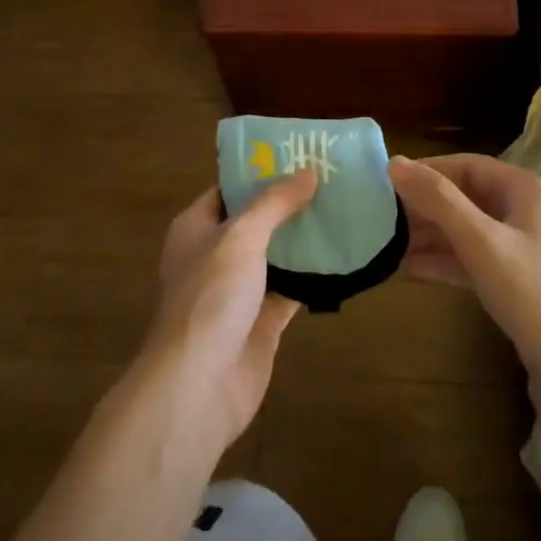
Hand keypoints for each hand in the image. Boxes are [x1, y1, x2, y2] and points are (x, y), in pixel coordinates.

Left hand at [139, 172, 316, 452]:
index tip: (299, 156)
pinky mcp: (261, 323)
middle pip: (255, 221)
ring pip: (275, 256)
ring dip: (303, 240)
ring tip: (344, 210)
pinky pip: (290, 291)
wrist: (199, 384)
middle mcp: (215, 256)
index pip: (229, 189)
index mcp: (196, 228)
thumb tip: (307, 172)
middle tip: (332, 181)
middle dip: (288, 204)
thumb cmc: (211, 296)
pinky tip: (343, 258)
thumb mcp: (241, 236)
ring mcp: (238, 292)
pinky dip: (313, 278)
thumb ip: (274, 203)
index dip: (259, 171)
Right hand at [388, 154, 540, 418]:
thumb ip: (438, 200)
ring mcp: (524, 249)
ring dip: (430, 235)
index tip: (385, 180)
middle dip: (424, 205)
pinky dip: (444, 261)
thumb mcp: (482, 242)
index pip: (466, 165)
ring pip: (468, 230)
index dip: (426, 170)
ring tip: (386, 242)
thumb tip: (395, 162)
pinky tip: (409, 268)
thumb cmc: (535, 294)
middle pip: (466, 196)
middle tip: (380, 215)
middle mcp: (527, 212)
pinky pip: (474, 260)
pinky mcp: (518, 282)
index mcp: (525, 190)